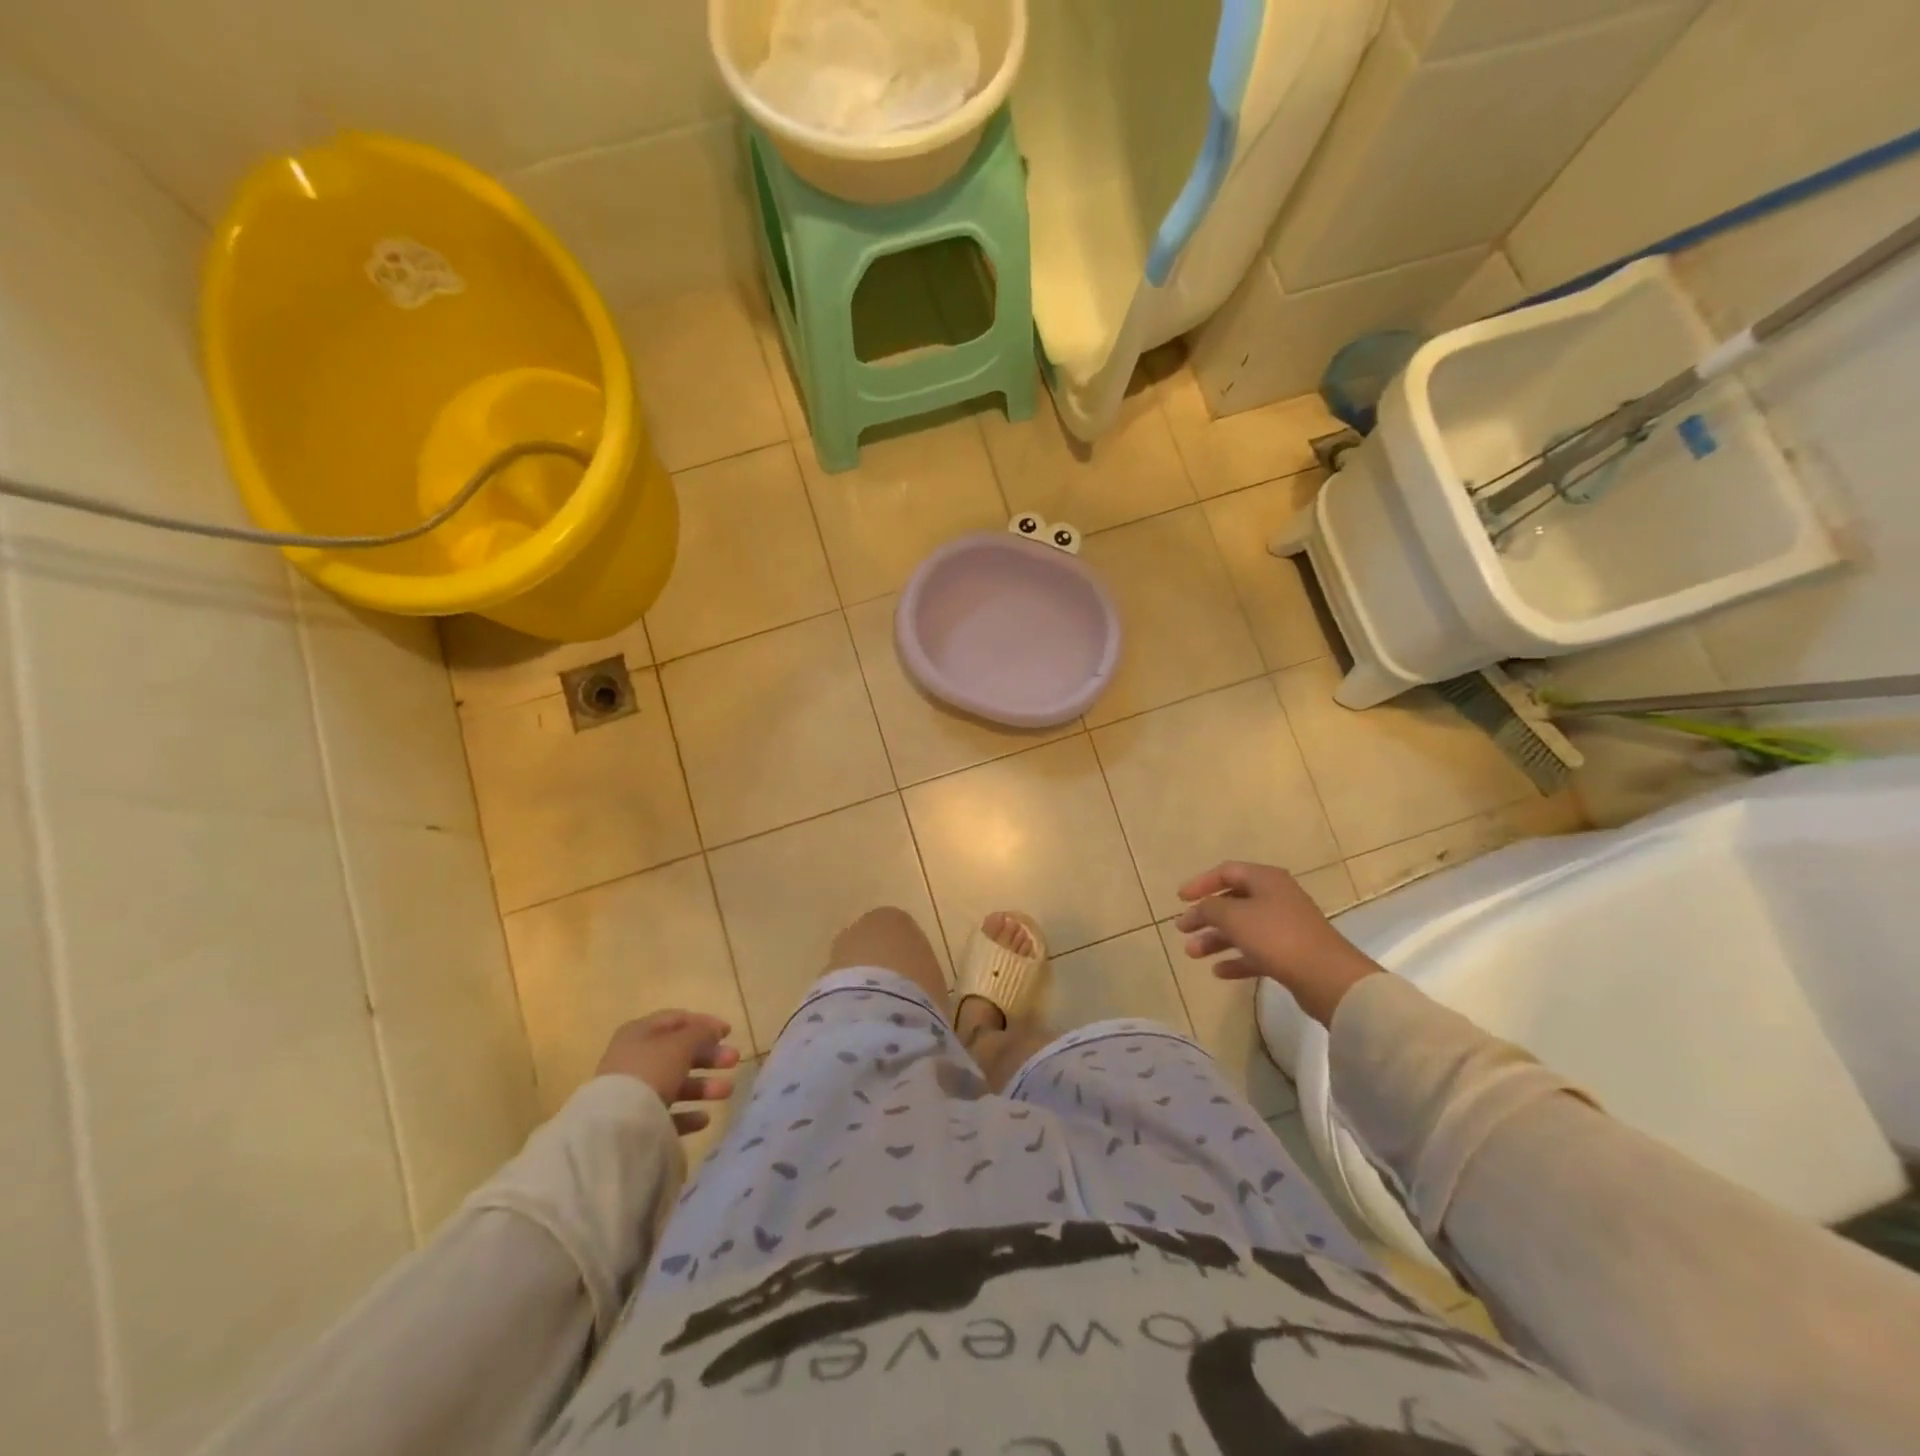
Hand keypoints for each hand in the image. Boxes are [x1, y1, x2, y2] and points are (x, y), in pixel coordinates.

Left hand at [595, 1011, 740, 1134]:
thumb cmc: (651, 1070)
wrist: (617, 1125)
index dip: (704, 1023)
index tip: (728, 1032)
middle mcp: (634, 1058)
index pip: (676, 1020)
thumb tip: (713, 1029)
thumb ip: (701, 1033)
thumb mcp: (681, 1044)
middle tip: (734, 1060)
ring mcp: (633, 1091)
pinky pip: (667, 1113)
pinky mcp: (636, 1121)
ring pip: (675, 1083)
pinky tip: (704, 1118)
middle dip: (709, 1056)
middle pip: (678, 1053)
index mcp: (640, 1032)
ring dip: (704, 1086)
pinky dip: (687, 1113)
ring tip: (727, 1091)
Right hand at [1174, 861, 1382, 1026]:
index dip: (1201, 883)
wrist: (1327, 977)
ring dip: (1216, 939)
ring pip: (1242, 928)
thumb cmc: (1276, 936)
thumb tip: (1200, 908)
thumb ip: (1209, 908)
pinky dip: (1236, 959)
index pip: (1226, 872)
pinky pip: (1256, 952)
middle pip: (1232, 902)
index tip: (1180, 899)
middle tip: (1182, 930)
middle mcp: (1276, 897)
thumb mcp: (1234, 916)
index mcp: (1266, 879)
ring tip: (1192, 953)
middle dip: (1205, 916)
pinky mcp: (1291, 954)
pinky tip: (1219, 972)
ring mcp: (1285, 926)